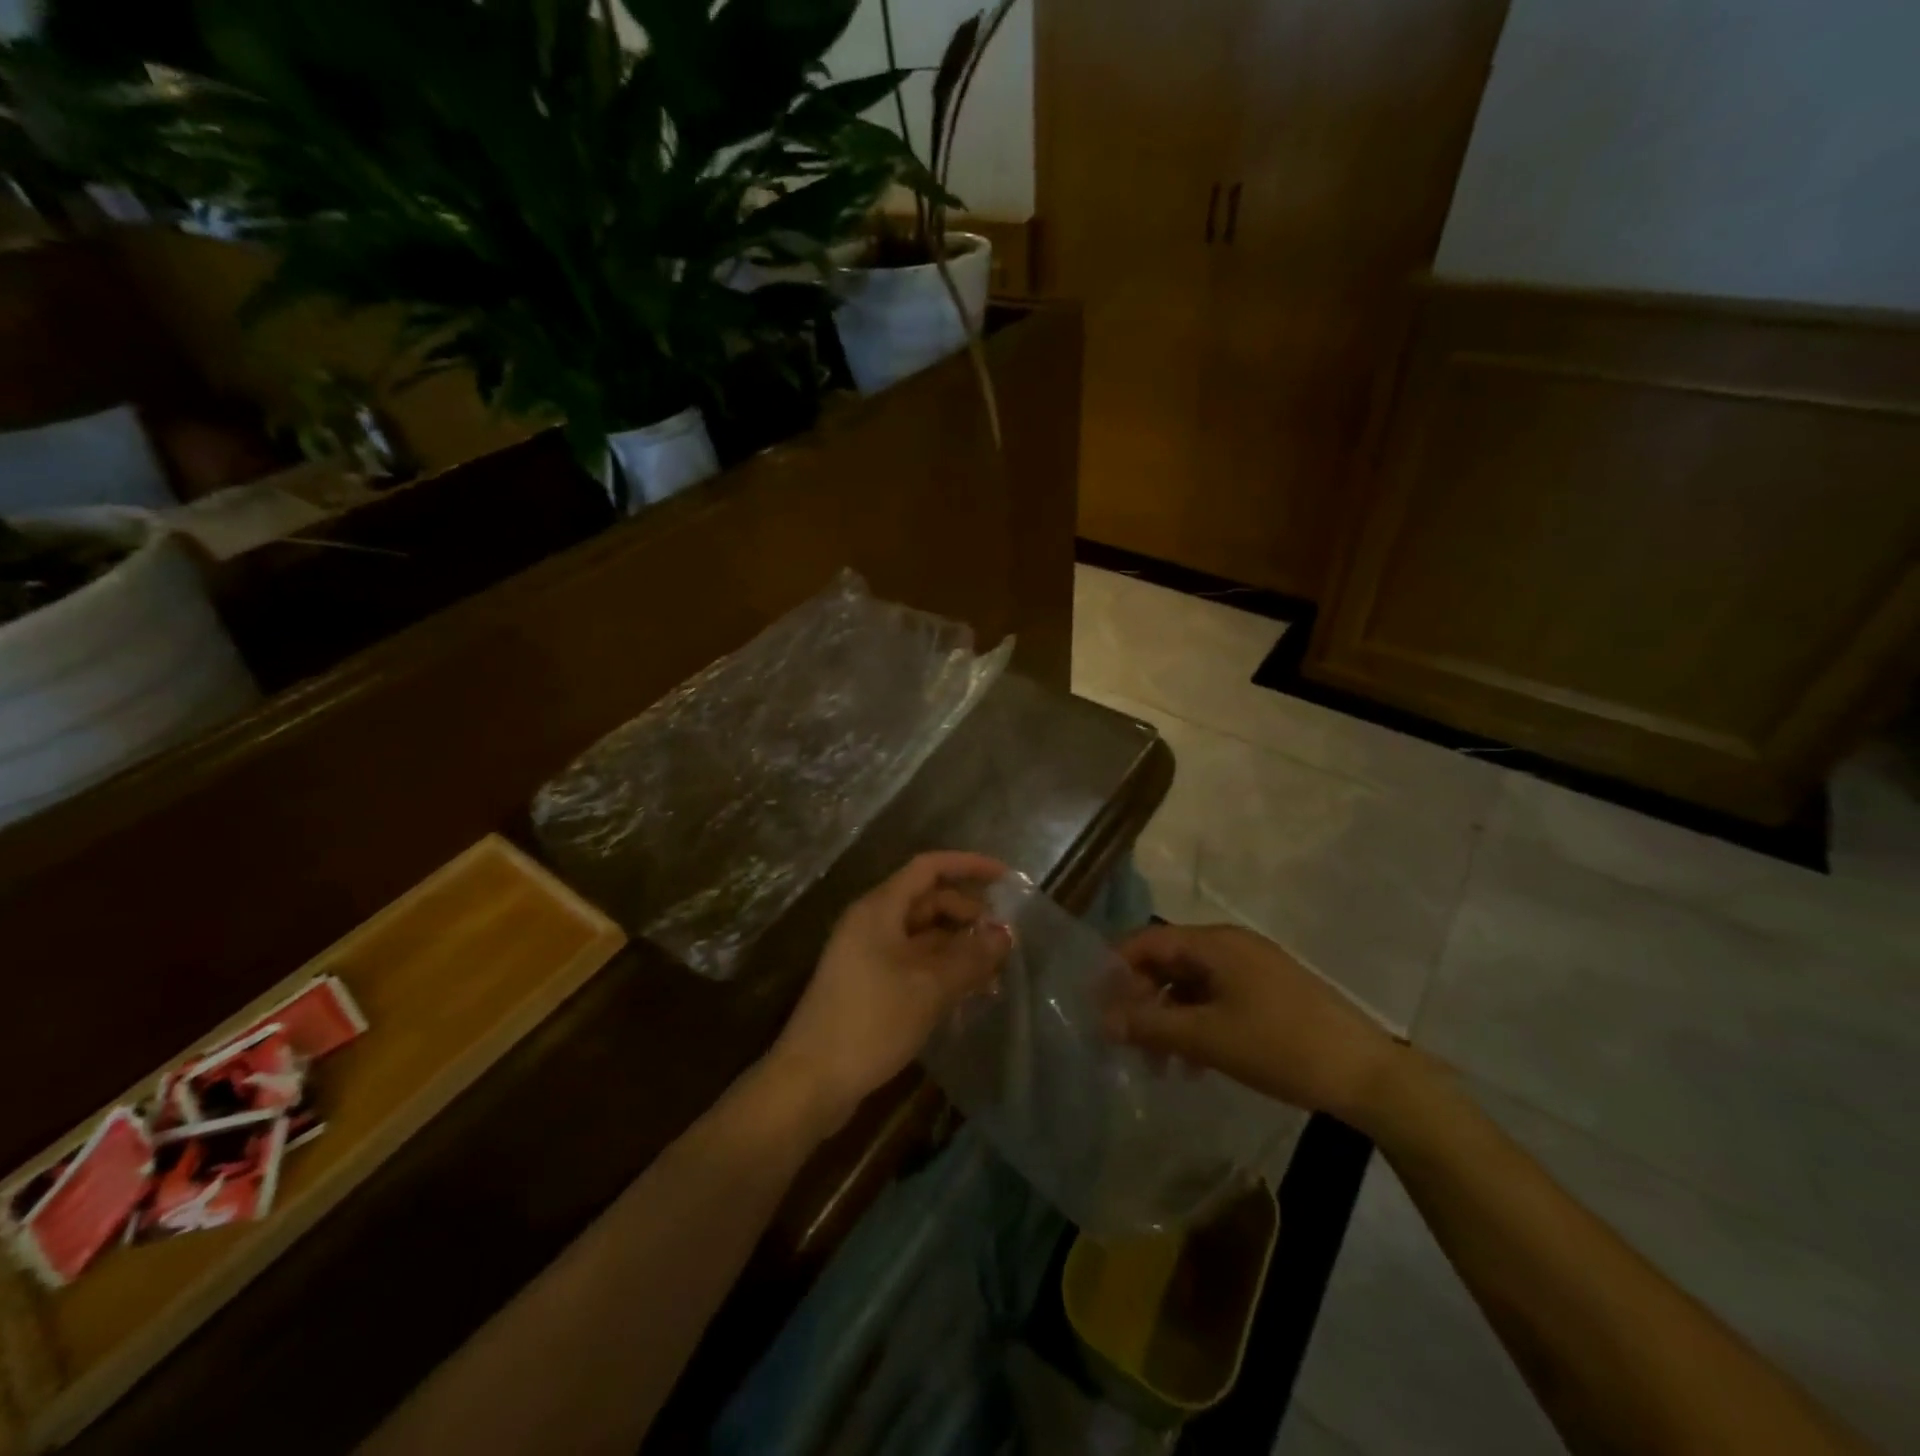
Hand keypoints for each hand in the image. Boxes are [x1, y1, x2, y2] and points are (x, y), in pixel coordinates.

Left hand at [768, 851, 1011, 1136]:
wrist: (810, 1081)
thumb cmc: (870, 1022)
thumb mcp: (929, 987)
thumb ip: (971, 957)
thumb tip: (1005, 934)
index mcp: (879, 909)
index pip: (928, 868)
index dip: (968, 865)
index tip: (1005, 877)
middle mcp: (872, 923)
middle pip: (928, 901)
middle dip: (968, 914)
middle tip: (1005, 938)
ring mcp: (868, 955)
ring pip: (924, 936)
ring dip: (959, 947)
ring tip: (996, 970)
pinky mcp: (869, 985)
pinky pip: (914, 963)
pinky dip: (943, 970)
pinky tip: (970, 993)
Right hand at [1106, 923, 1403, 1125]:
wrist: (1369, 1074)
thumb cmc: (1280, 1046)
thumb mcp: (1207, 1038)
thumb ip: (1151, 1026)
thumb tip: (1103, 1021)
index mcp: (1214, 943)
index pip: (1147, 942)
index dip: (1116, 969)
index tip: (1096, 1005)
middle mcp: (1230, 945)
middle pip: (1168, 962)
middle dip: (1142, 1000)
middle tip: (1126, 1041)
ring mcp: (1253, 968)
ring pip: (1192, 985)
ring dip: (1168, 1018)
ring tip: (1159, 1065)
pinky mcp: (1269, 993)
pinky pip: (1217, 998)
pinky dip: (1197, 1024)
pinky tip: (1194, 1064)